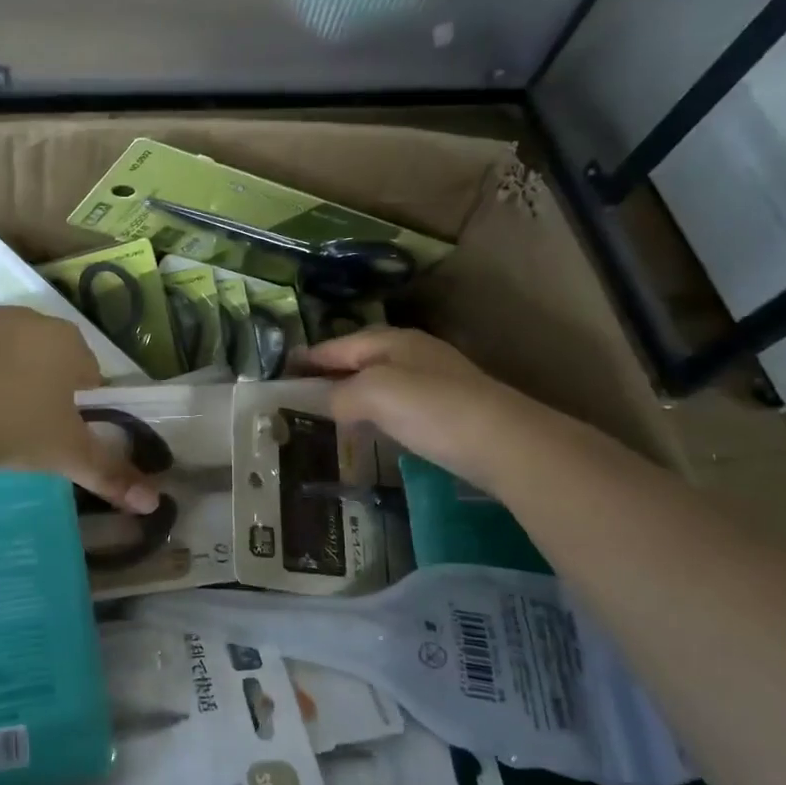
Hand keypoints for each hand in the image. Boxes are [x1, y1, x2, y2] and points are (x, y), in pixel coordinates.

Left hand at [0, 308, 160, 513]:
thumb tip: (154, 504)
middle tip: (25, 430)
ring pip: (4, 351)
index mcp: (67, 343)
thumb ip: (110, 475)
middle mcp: (28, 321)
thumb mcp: (65, 455)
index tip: (61, 434)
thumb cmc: (11, 426)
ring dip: (2, 377)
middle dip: (42, 387)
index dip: (80, 405)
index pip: (89, 372)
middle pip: (47, 356)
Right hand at [297, 327, 512, 485]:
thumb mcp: (374, 393)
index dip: (308, 358)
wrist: (505, 443)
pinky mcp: (447, 409)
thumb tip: (328, 403)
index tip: (280, 372)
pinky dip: (375, 412)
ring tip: (326, 414)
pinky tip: (370, 429)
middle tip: (298, 395)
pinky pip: (397, 404)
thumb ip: (341, 395)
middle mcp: (412, 353)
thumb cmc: (432, 410)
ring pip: (379, 382)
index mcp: (391, 341)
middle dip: (330, 373)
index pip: (338, 345)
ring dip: (352, 394)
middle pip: (360, 359)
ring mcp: (433, 380)